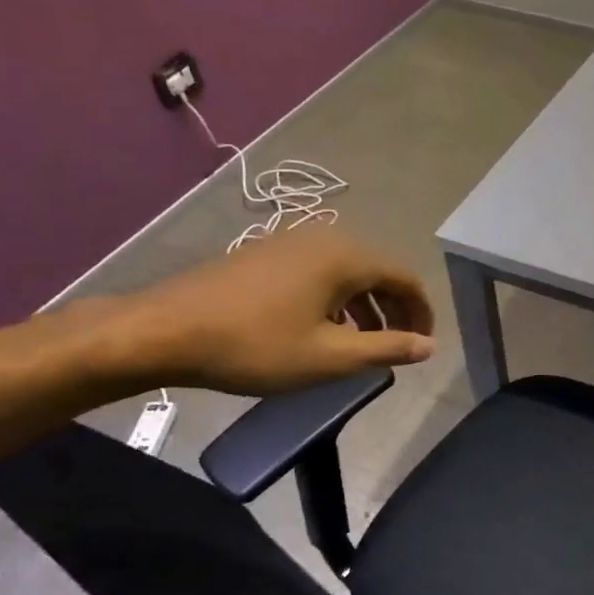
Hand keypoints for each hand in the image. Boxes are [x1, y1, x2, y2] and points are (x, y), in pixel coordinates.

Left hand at [104, 226, 434, 394]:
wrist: (164, 331)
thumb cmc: (256, 345)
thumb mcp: (330, 356)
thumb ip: (386, 348)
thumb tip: (429, 346)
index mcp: (346, 257)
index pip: (404, 278)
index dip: (422, 312)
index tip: (424, 344)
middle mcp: (324, 238)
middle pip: (378, 271)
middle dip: (394, 309)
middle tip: (398, 346)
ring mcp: (291, 241)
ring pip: (347, 272)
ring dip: (365, 306)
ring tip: (363, 343)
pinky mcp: (266, 253)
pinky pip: (320, 271)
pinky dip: (336, 298)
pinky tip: (322, 328)